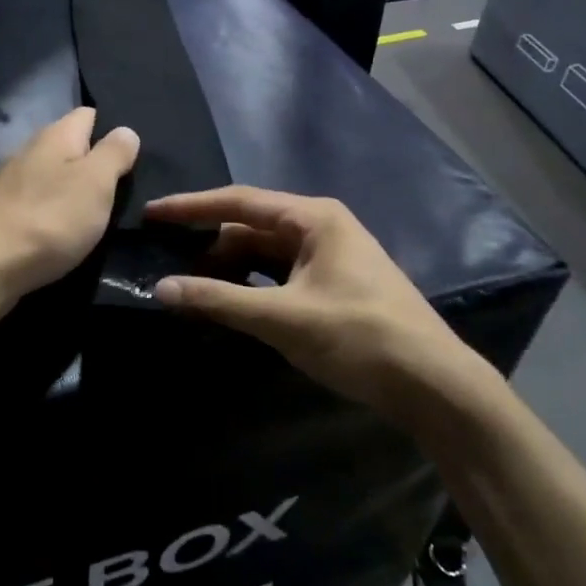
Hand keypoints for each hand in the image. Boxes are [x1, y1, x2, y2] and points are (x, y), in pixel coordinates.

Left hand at [0, 107, 139, 313]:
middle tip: (122, 188)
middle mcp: (31, 150)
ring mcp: (13, 182)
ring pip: (54, 175)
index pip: (88, 114)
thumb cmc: (52, 219)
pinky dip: (55, 211)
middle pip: (71, 146)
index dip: (111, 130)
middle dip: (94, 163)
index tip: (132, 157)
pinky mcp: (4, 212)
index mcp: (55, 135)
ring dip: (74, 189)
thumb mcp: (97, 182)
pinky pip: (39, 202)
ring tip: (98, 213)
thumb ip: (114, 153)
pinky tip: (65, 231)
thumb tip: (125, 131)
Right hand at [147, 187, 505, 422]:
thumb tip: (162, 288)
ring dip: (231, 268)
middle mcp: (322, 227)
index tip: (152, 213)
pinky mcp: (335, 285)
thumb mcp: (283, 318)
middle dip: (210, 244)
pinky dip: (253, 285)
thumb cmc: (359, 337)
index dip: (191, 207)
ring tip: (192, 286)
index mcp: (313, 218)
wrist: (433, 383)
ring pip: (266, 253)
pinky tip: (231, 302)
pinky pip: (281, 274)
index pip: (238, 202)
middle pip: (251, 226)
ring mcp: (331, 256)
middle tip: (167, 262)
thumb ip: (220, 300)